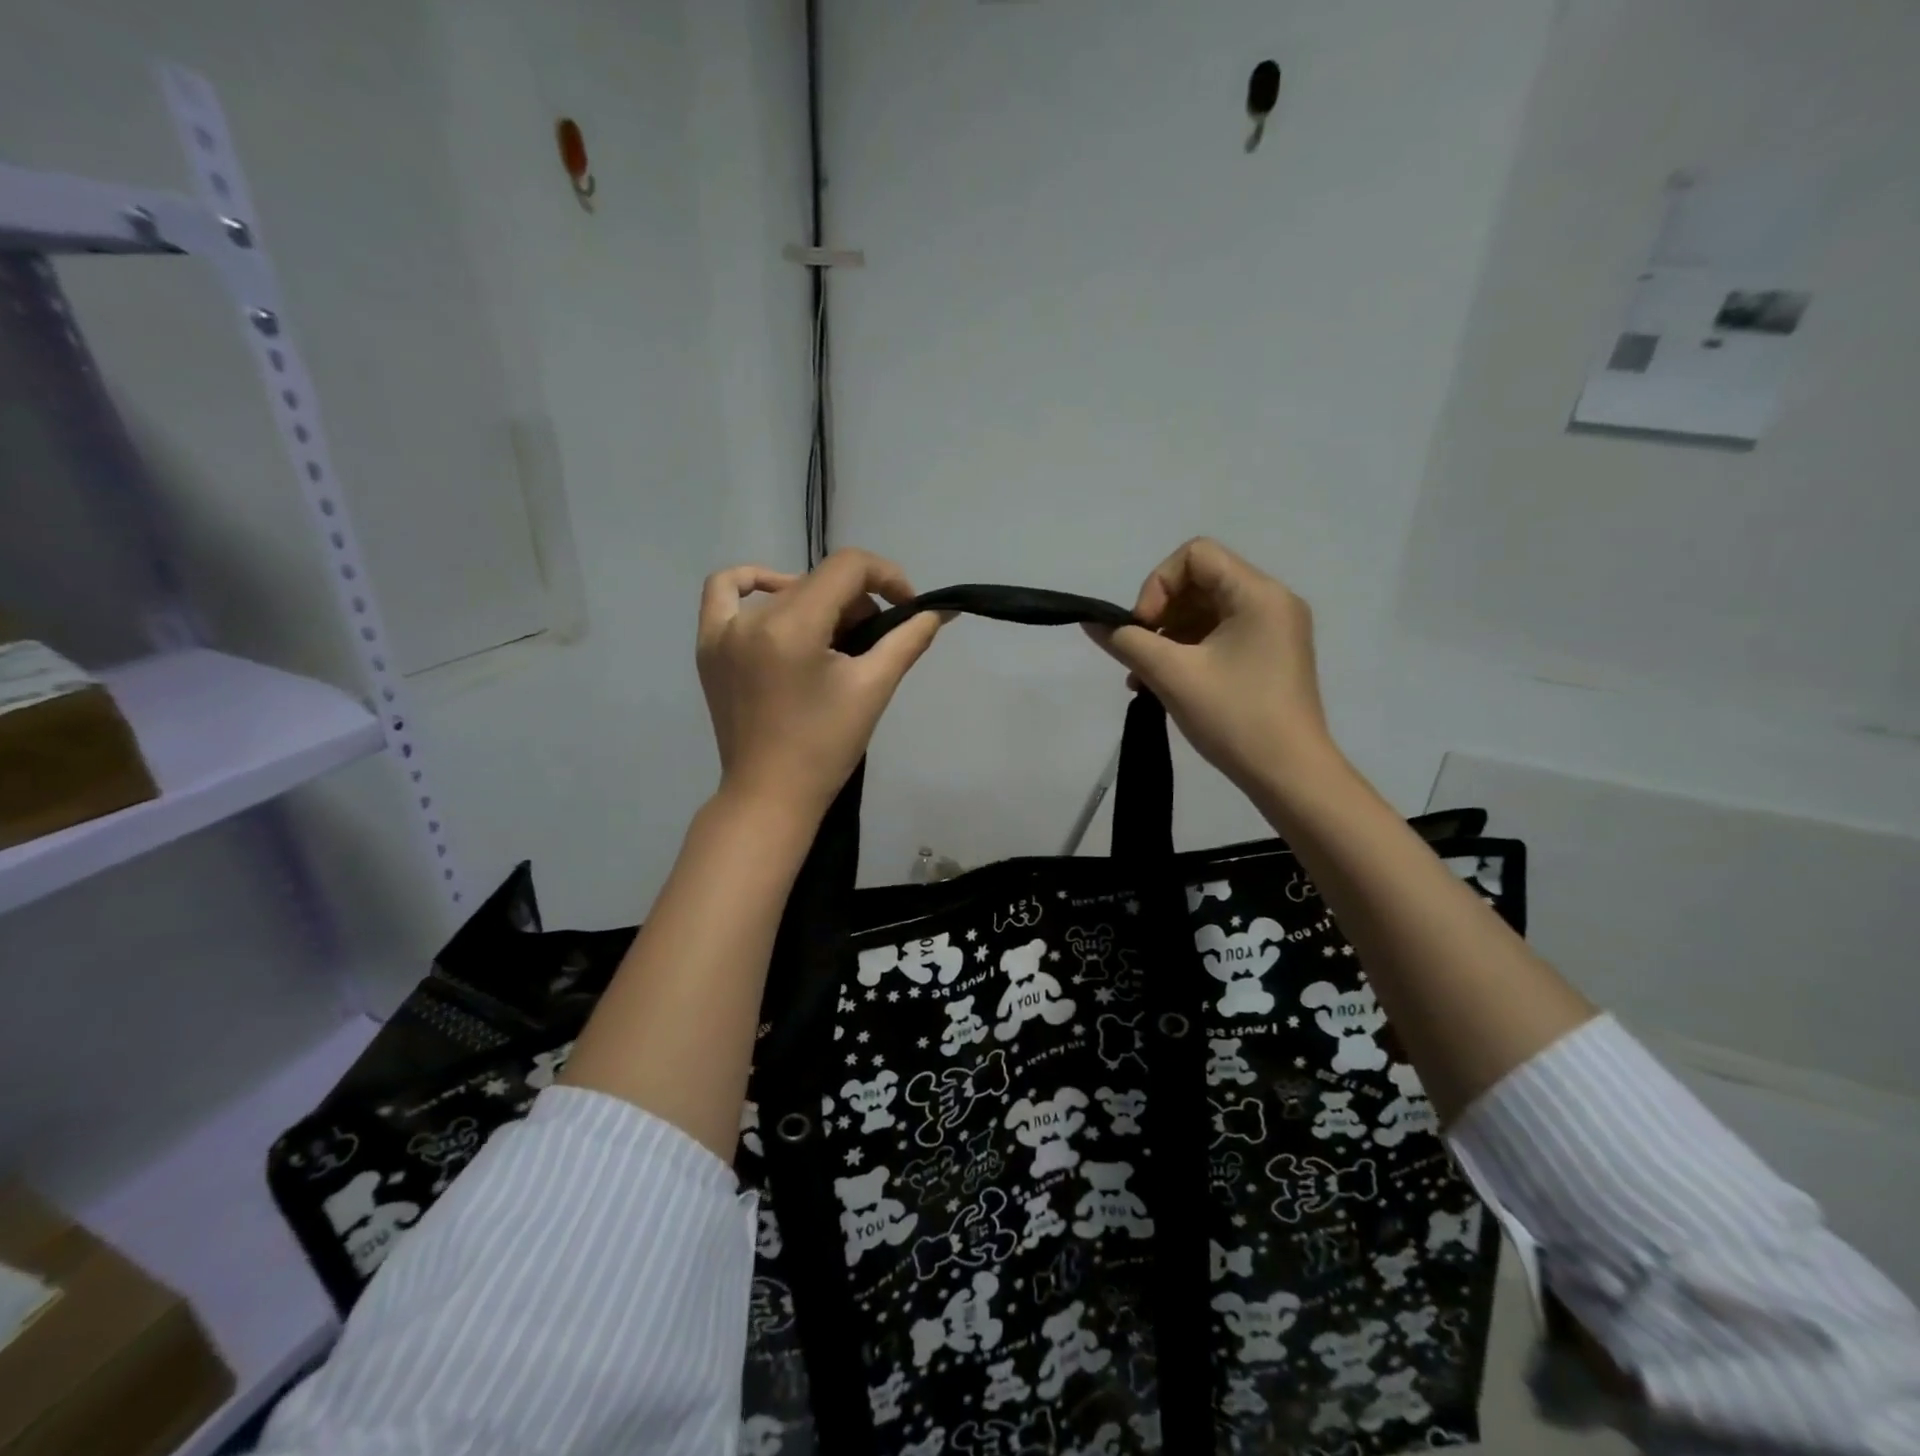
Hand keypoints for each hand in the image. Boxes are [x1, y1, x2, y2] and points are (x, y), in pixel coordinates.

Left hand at [697, 549, 944, 818]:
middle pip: (819, 580)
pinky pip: (724, 592)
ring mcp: (722, 631)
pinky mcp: (709, 646)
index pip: (847, 567)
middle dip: (857, 601)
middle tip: (874, 640)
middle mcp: (752, 618)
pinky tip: (777, 597)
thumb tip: (939, 611)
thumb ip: (907, 641)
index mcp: (791, 626)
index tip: (907, 607)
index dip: (886, 576)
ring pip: (785, 590)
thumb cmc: (825, 748)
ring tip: (835, 638)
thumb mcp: (873, 689)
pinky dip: (754, 583)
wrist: (770, 795)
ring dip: (820, 601)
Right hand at [1087, 538, 1338, 794]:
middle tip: (1139, 657)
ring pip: (1206, 613)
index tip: (1143, 629)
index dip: (1157, 585)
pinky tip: (1164, 685)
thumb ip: (1127, 642)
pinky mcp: (1270, 657)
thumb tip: (1091, 621)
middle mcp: (1271, 602)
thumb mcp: (1171, 676)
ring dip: (1168, 639)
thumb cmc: (1234, 718)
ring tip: (1143, 679)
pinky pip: (1220, 637)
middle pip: (1200, 583)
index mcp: (1258, 594)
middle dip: (1160, 616)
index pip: (1195, 555)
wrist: (1290, 776)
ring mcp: (1274, 631)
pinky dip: (1188, 653)